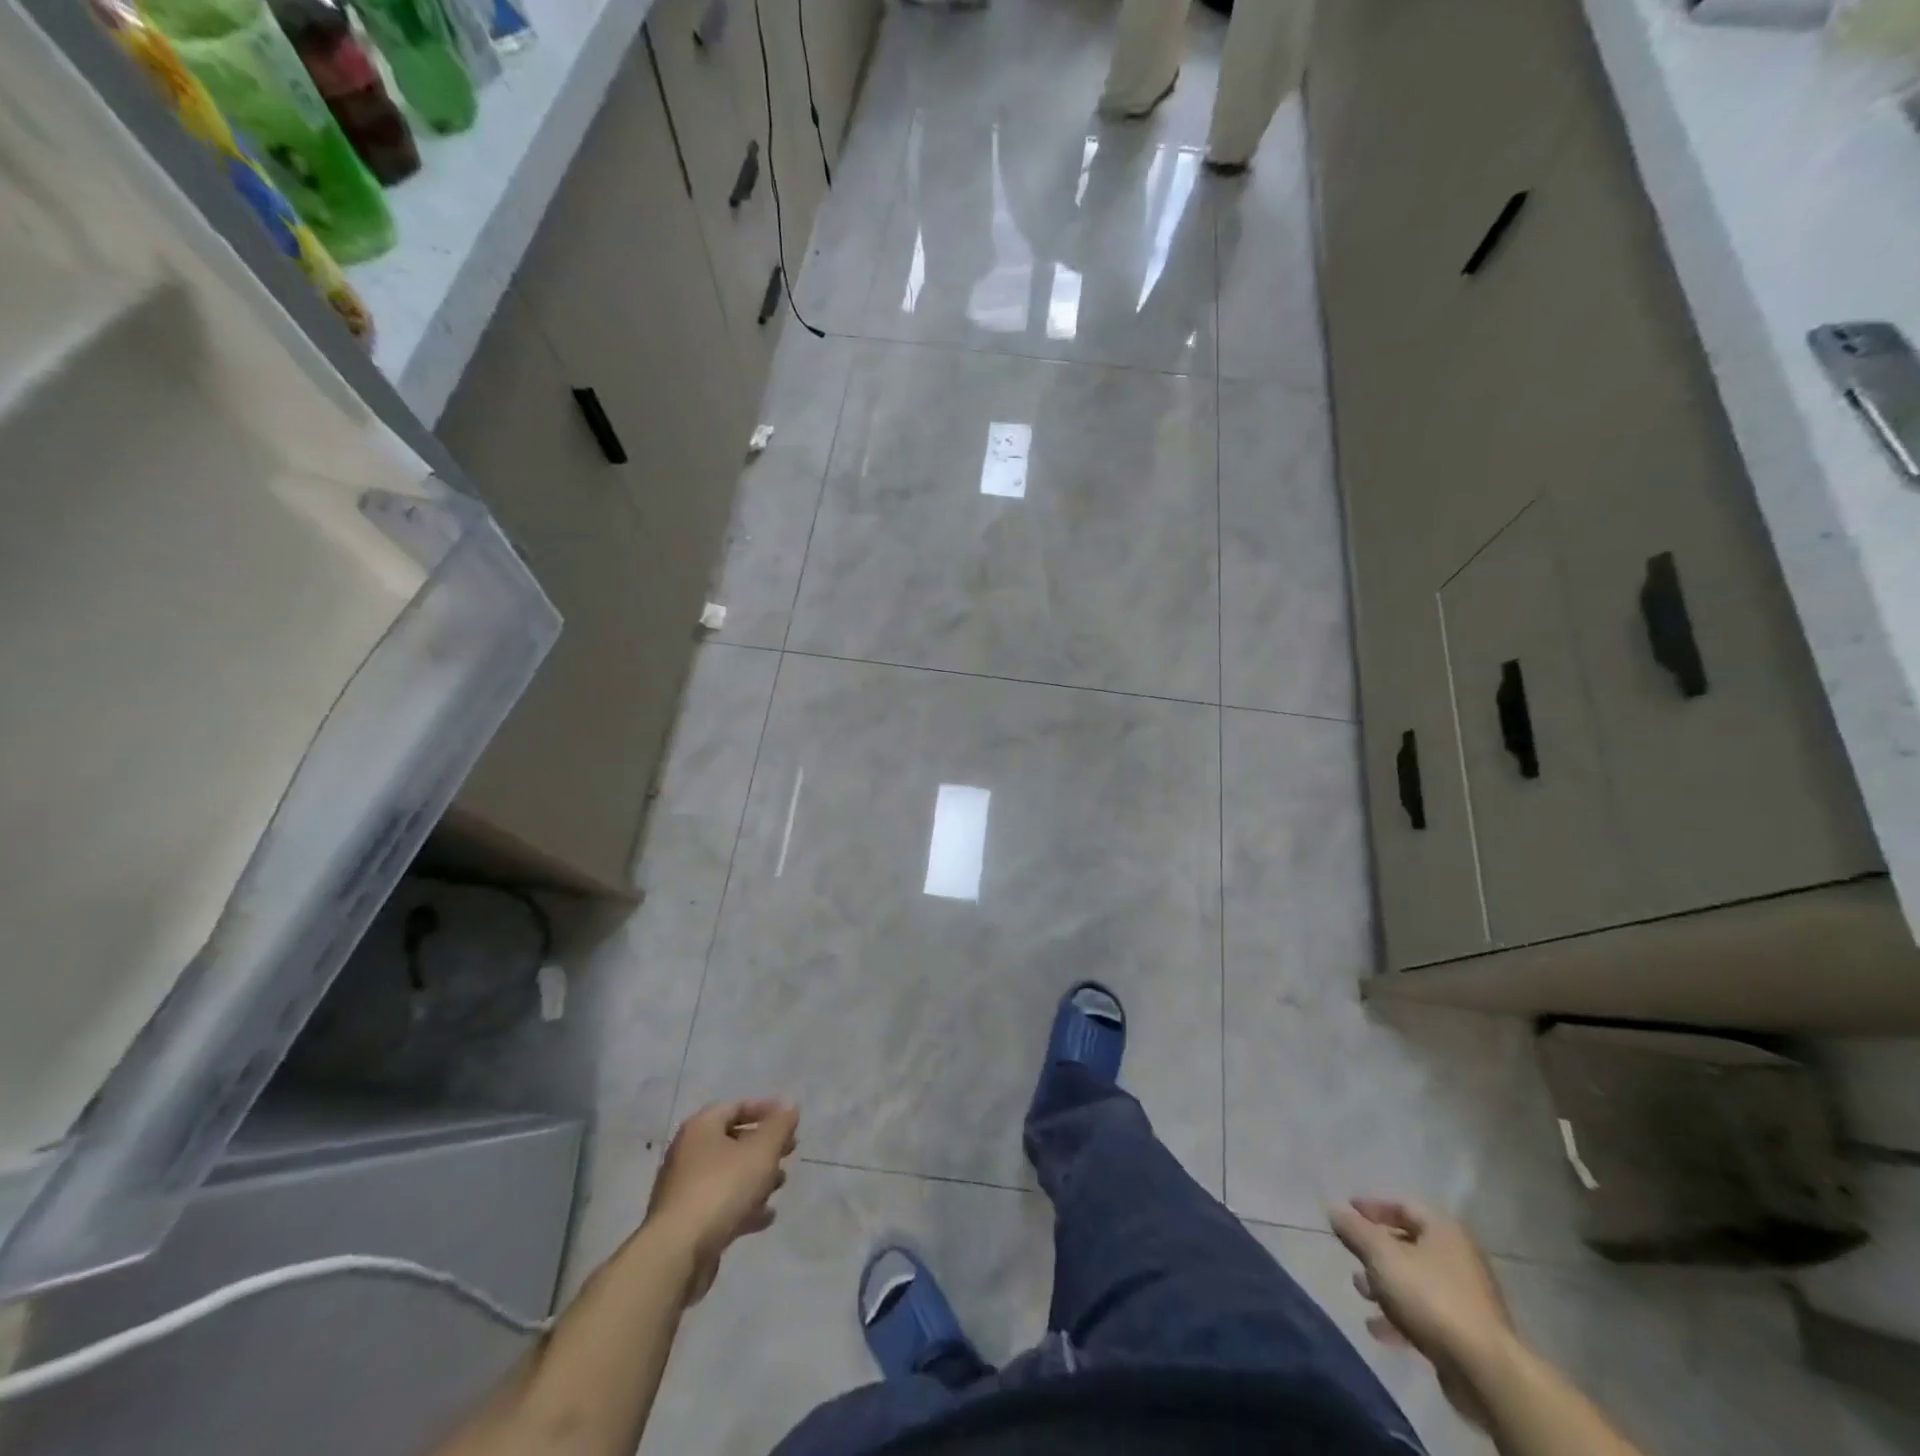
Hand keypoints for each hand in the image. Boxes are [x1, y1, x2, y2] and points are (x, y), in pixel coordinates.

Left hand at [646, 1099, 798, 1303]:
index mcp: (701, 1128)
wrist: (677, 1253)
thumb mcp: (761, 1151)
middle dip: (764, 1147)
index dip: (766, 1109)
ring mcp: (685, 1189)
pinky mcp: (686, 1222)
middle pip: (733, 1141)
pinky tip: (765, 1217)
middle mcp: (688, 1152)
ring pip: (728, 1174)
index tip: (790, 1120)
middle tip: (789, 1152)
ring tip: (780, 1185)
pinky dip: (743, 1205)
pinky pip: (720, 1204)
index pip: (736, 1107)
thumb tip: (789, 1109)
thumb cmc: (722, 1189)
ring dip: (756, 1177)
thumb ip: (779, 1127)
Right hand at [1330, 1198, 1515, 1429]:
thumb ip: (1355, 1230)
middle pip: (1408, 1244)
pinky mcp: (1466, 1334)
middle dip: (1375, 1251)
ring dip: (1385, 1285)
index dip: (1371, 1207)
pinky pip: (1425, 1314)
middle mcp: (1458, 1258)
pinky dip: (1400, 1315)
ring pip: (1415, 1281)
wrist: (1485, 1371)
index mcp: (1444, 1231)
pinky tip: (1378, 1329)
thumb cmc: (1430, 1298)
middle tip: (1351, 1256)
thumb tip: (1334, 1209)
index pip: (1402, 1205)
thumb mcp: (1381, 1256)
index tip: (1345, 1212)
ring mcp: (1466, 1298)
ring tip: (1361, 1293)